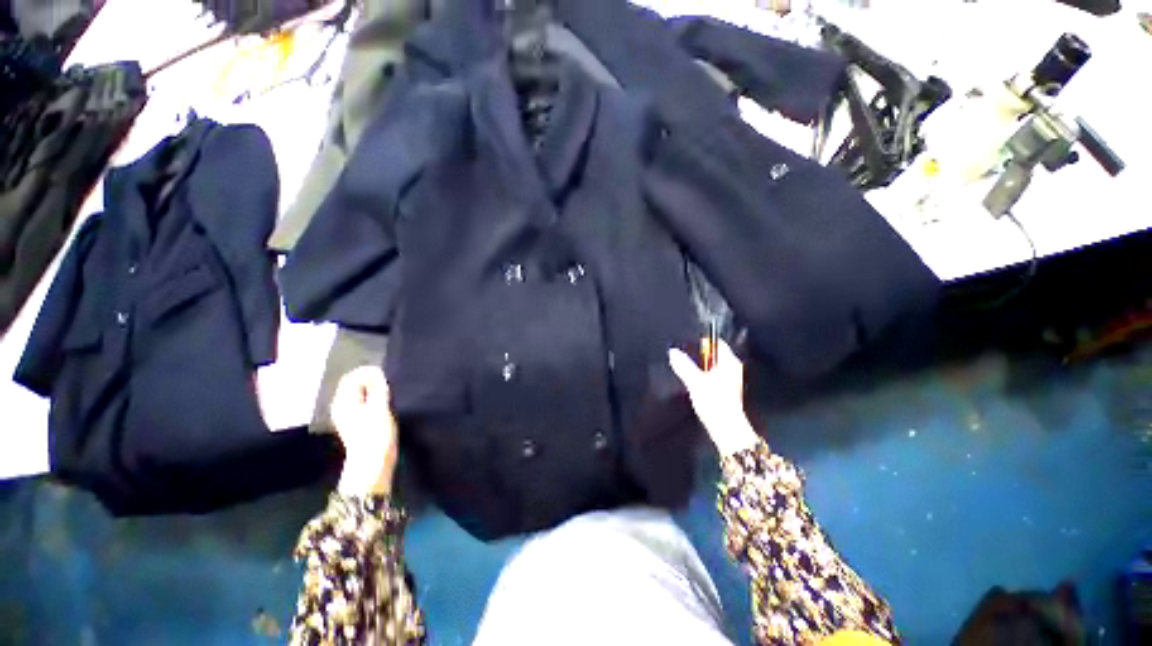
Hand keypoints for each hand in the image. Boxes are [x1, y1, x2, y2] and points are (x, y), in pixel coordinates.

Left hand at [331, 366, 397, 495]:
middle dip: (369, 379)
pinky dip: (371, 396)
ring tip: (388, 390)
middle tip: (388, 382)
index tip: (385, 375)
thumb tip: (376, 372)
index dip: (368, 372)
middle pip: (353, 384)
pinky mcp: (356, 421)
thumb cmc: (376, 434)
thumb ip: (377, 388)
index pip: (352, 377)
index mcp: (344, 401)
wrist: (372, 462)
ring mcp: (347, 414)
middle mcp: (341, 406)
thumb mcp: (379, 407)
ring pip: (358, 392)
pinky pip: (362, 401)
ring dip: (372, 388)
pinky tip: (382, 401)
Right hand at [669, 339, 759, 456]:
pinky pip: (711, 376)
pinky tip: (696, 385)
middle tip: (686, 360)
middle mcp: (732, 368)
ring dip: (700, 367)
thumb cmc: (716, 404)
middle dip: (698, 356)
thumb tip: (673, 353)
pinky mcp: (725, 389)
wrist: (726, 428)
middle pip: (713, 354)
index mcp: (730, 362)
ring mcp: (730, 379)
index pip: (717, 342)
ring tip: (689, 373)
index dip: (702, 342)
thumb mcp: (695, 381)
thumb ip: (683, 365)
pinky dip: (703, 377)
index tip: (688, 345)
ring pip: (711, 366)